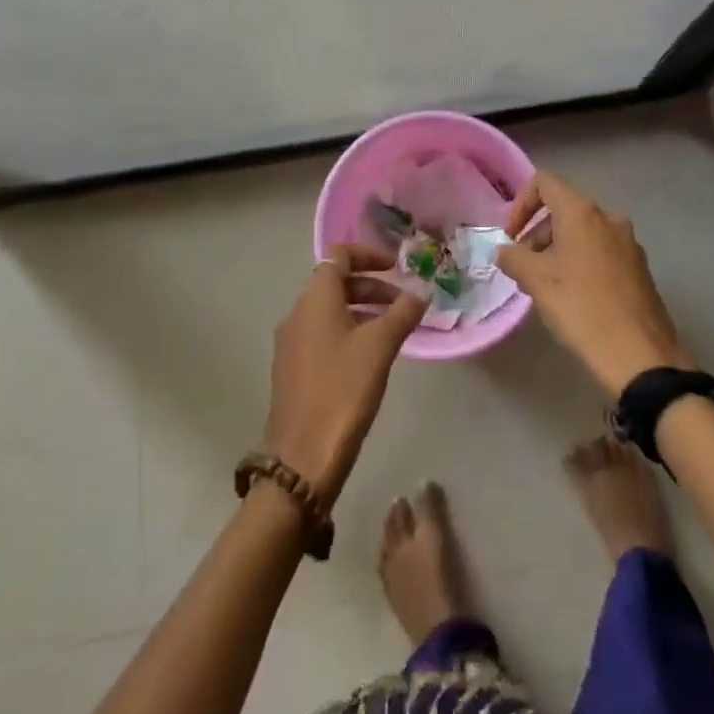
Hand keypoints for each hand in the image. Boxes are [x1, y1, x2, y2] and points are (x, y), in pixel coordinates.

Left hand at [264, 246, 426, 503]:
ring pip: (330, 310)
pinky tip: (370, 357)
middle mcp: (298, 313)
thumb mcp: (380, 346)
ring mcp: (291, 342)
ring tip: (394, 329)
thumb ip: (403, 313)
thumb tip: (421, 291)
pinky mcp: (292, 369)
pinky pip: (323, 334)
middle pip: (335, 282)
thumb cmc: (343, 390)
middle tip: (404, 303)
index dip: (369, 255)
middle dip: (371, 286)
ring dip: (362, 309)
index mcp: (315, 299)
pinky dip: (348, 331)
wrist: (303, 457)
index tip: (397, 268)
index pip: (339, 256)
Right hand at [498, 171, 695, 398]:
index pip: (544, 183)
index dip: (520, 204)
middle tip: (524, 269)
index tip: (511, 238)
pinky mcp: (639, 268)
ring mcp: (628, 243)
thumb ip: (513, 258)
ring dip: (557, 251)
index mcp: (582, 212)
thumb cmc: (581, 307)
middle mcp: (608, 218)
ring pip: (583, 233)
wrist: (640, 355)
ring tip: (546, 288)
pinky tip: (574, 298)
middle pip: (564, 209)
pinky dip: (580, 263)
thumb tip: (505, 251)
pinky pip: (601, 252)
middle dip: (537, 234)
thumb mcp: (536, 281)